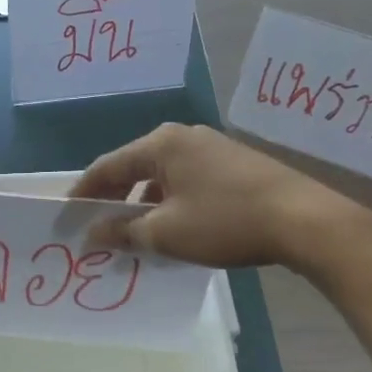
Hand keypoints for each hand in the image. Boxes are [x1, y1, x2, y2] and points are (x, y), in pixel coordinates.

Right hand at [69, 123, 371, 277]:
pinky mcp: (235, 164)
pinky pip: (187, 181)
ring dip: (144, 203)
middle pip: (134, 167)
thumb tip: (91, 234)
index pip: (107, 166)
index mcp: (161, 143)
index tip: (67, 217)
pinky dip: (171, 202)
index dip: (84, 193)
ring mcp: (213, 148)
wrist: (304, 220)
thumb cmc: (225, 221)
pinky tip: (174, 228)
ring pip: (163, 176)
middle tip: (97, 227)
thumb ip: (123, 231)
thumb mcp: (165, 233)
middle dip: (114, 199)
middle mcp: (184, 137)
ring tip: (135, 234)